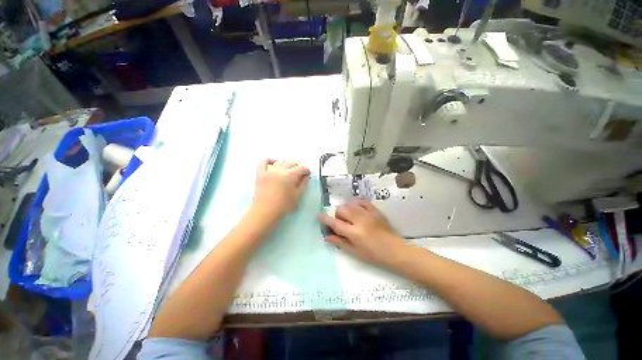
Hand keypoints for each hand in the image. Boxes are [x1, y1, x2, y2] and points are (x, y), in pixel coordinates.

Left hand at [252, 159, 310, 216]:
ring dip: (287, 164)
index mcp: (290, 175)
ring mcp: (269, 170)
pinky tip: (274, 164)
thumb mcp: (297, 196)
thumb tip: (306, 176)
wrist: (264, 212)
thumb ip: (303, 184)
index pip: (301, 168)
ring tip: (289, 170)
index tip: (308, 174)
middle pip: (291, 163)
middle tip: (300, 173)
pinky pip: (263, 162)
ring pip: (280, 161)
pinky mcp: (260, 173)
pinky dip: (270, 160)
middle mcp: (280, 170)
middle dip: (298, 166)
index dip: (306, 170)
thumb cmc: (283, 206)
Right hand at [319, 200, 407, 269]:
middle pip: (341, 210)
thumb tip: (326, 236)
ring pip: (350, 204)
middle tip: (342, 223)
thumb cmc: (374, 255)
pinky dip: (356, 204)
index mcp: (354, 233)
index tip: (319, 215)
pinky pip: (361, 201)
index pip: (335, 223)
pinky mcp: (375, 210)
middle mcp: (359, 220)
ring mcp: (368, 213)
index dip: (325, 219)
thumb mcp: (355, 252)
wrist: (395, 250)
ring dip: (346, 209)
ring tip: (350, 217)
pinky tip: (357, 210)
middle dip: (338, 215)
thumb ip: (339, 242)